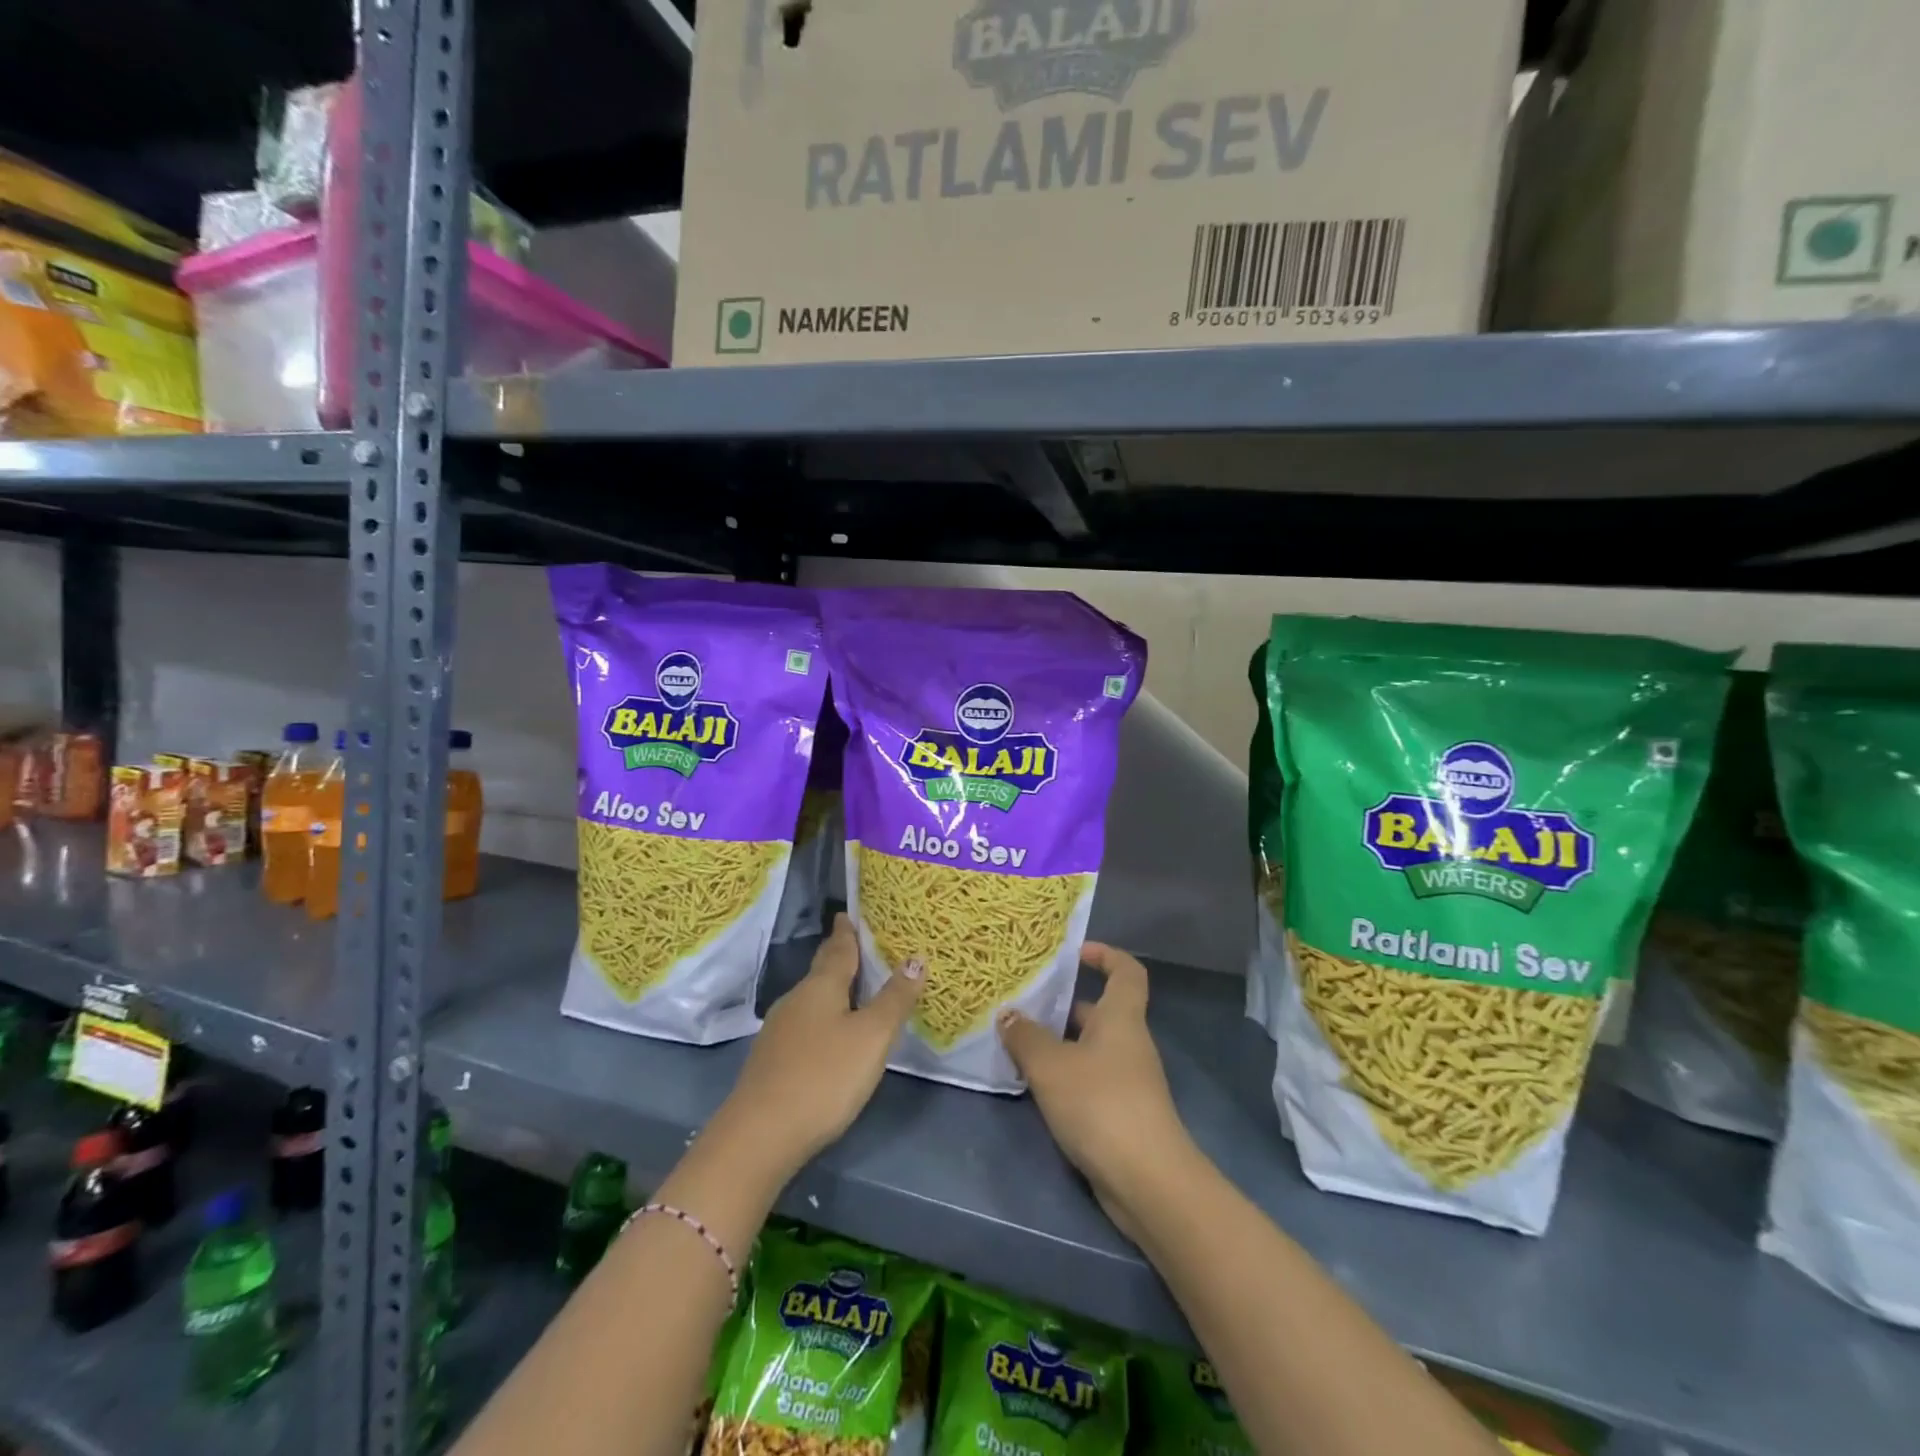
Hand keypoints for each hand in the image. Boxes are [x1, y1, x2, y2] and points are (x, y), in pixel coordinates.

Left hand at [719, 913, 923, 1175]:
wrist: (760, 1135)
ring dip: (831, 989)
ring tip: (851, 988)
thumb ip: (895, 998)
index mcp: (821, 986)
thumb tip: (915, 958)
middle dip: (838, 956)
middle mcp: (796, 1000)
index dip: (846, 932)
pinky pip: (804, 1024)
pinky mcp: (772, 1060)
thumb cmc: (824, 1076)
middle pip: (821, 970)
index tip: (848, 914)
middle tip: (855, 943)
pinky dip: (821, 1017)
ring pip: (811, 998)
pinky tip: (828, 1033)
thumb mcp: (871, 1037)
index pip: (838, 948)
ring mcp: (779, 1030)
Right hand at [997, 943, 1194, 1240]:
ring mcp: (1128, 1080)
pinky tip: (1035, 1087)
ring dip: (1059, 1045)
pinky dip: (1065, 1076)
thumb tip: (1008, 1014)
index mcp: (1121, 1018)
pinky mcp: (1121, 1113)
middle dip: (1063, 1006)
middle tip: (1023, 1005)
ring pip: (1090, 1048)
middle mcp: (1129, 1042)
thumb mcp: (1051, 1065)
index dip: (1106, 955)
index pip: (1126, 971)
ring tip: (1018, 1045)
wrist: (1147, 1180)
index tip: (1075, 953)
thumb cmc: (1100, 1104)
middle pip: (1100, 1011)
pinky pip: (1090, 1079)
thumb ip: (1026, 1037)